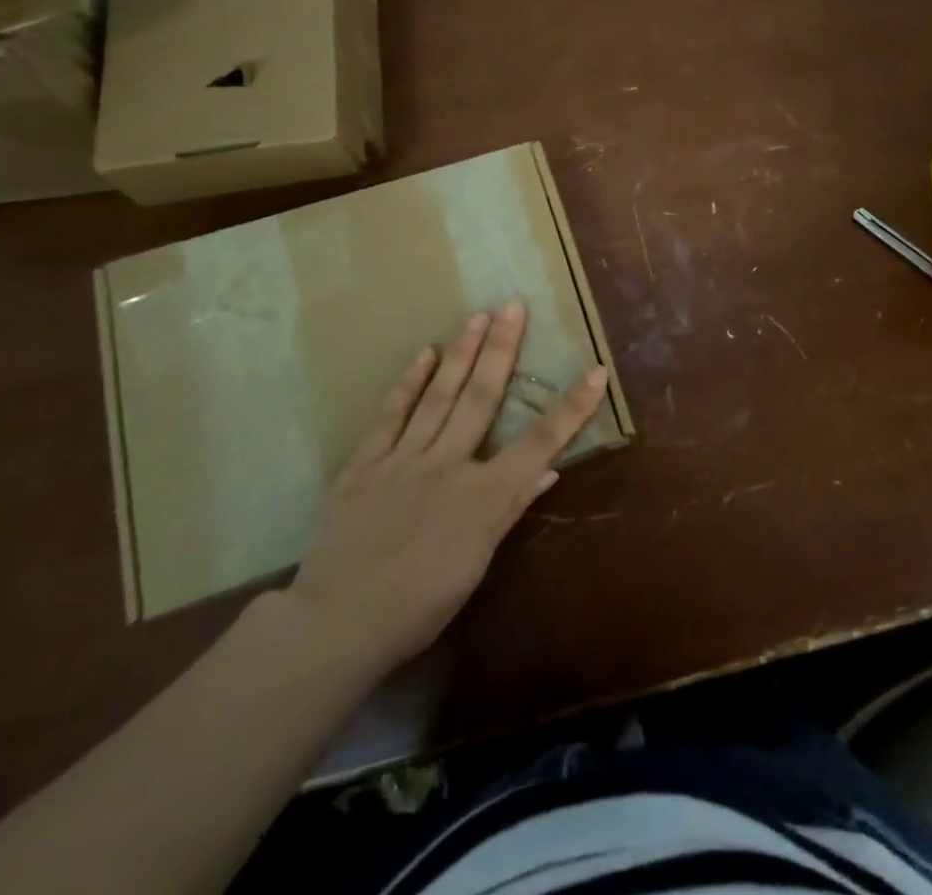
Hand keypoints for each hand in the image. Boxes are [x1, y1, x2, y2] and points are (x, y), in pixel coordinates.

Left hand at [279, 301, 606, 677]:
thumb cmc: (418, 606)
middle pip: (483, 397)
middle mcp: (448, 464)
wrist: (335, 626)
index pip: (540, 443)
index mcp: (483, 496)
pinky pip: (390, 416)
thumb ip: (511, 509)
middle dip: (503, 349)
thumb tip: (549, 470)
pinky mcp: (365, 464)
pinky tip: (424, 355)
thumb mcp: (476, 564)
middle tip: (513, 305)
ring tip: (479, 316)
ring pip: (440, 396)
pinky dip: (408, 383)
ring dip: (462, 353)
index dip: (572, 407)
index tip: (596, 371)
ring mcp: (403, 459)